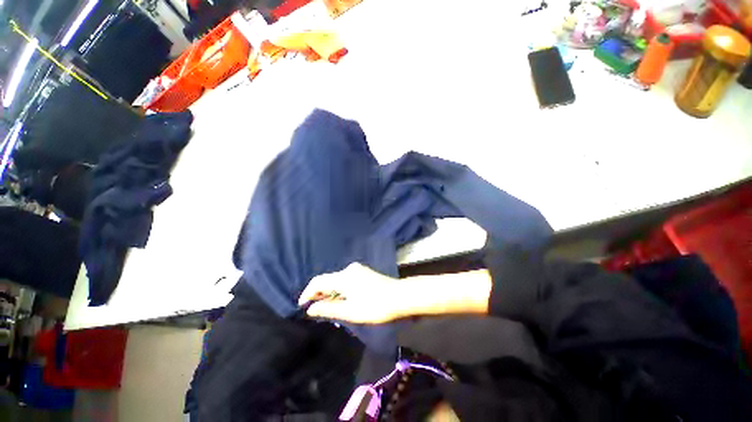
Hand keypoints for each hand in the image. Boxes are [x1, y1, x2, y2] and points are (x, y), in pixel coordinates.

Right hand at [299, 264, 406, 323]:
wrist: (399, 297)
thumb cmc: (374, 306)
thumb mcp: (350, 311)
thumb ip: (328, 309)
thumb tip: (310, 309)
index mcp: (344, 277)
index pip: (318, 281)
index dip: (307, 293)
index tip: (302, 306)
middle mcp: (349, 269)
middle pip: (327, 280)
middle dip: (319, 294)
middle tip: (315, 310)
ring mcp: (357, 270)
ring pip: (337, 280)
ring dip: (330, 293)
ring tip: (327, 308)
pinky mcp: (363, 273)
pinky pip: (345, 280)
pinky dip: (339, 290)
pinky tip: (342, 300)